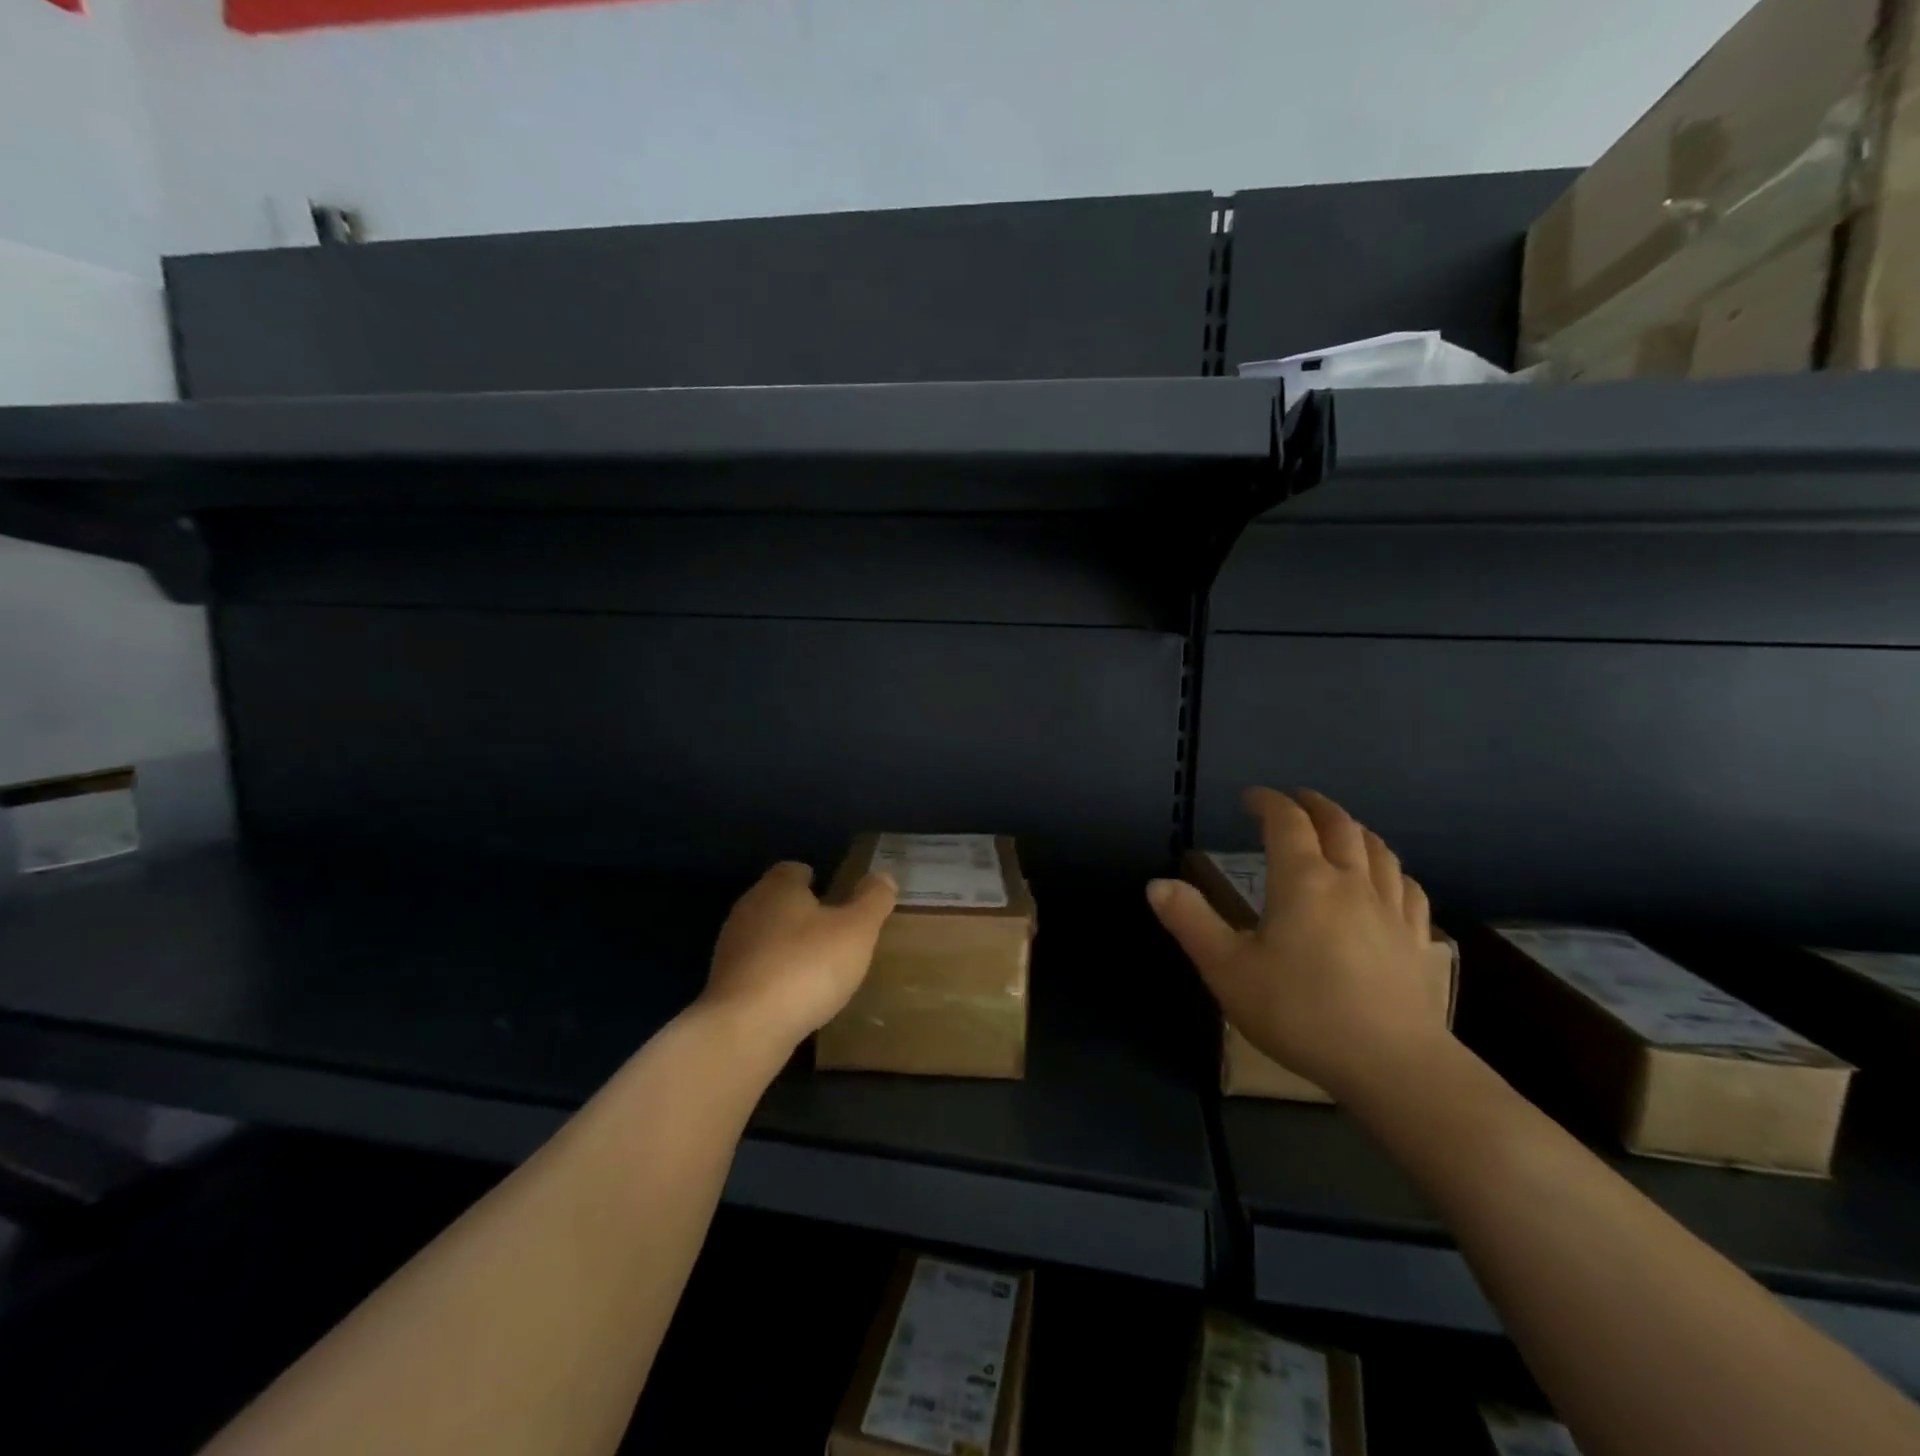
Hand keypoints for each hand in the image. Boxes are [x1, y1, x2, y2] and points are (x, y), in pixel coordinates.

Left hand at [700, 861, 897, 1055]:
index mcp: (777, 887)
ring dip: (788, 947)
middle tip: (836, 932)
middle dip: (804, 913)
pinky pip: (757, 969)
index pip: (794, 870)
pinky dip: (775, 976)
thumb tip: (884, 875)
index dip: (817, 879)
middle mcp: (748, 909)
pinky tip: (795, 996)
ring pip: (766, 936)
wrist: (746, 1028)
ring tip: (819, 967)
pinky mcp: (724, 984)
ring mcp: (731, 948)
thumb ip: (872, 900)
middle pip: (778, 902)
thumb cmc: (807, 966)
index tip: (838, 896)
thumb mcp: (856, 930)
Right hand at [1148, 788, 1444, 1102]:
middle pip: (1338, 826)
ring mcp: (1391, 909)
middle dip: (1314, 806)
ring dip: (1354, 830)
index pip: (1286, 822)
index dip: (1268, 803)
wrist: (1391, 1065)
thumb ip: (1191, 922)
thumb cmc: (1299, 1012)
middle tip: (1296, 800)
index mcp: (1303, 880)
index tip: (1251, 798)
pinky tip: (1388, 879)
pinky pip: (1407, 888)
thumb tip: (1157, 884)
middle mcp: (1351, 882)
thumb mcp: (1227, 969)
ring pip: (1378, 850)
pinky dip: (1391, 870)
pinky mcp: (1417, 940)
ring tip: (1340, 829)